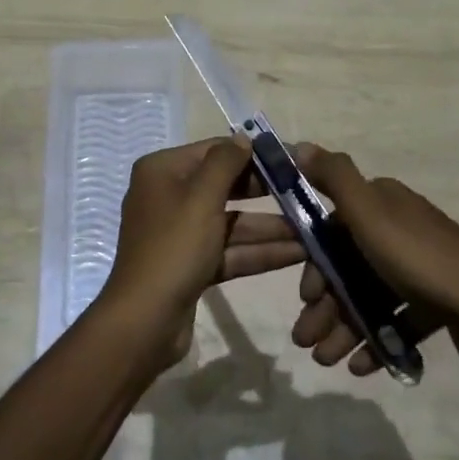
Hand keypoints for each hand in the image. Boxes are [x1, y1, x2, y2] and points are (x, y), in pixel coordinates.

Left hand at [103, 136, 305, 361]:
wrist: (144, 320)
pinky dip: (259, 252)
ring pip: (231, 223)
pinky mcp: (192, 265)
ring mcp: (180, 233)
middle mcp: (169, 196)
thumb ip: (225, 163)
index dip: (253, 154)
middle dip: (266, 194)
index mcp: (162, 171)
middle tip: (306, 194)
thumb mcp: (201, 198)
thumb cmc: (173, 248)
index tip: (291, 160)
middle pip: (225, 187)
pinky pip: (229, 250)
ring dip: (270, 228)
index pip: (214, 151)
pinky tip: (298, 254)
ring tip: (314, 230)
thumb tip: (243, 138)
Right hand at [289, 144, 458, 375]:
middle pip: (349, 265)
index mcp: (384, 203)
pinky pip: (396, 318)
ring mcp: (421, 265)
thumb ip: (334, 178)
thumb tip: (299, 145)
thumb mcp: (369, 213)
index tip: (306, 296)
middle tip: (305, 341)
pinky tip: (360, 365)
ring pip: (369, 295)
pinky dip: (376, 338)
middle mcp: (401, 228)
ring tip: (327, 361)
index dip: (314, 262)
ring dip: (344, 326)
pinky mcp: (437, 299)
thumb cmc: (420, 261)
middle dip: (324, 304)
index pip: (333, 228)